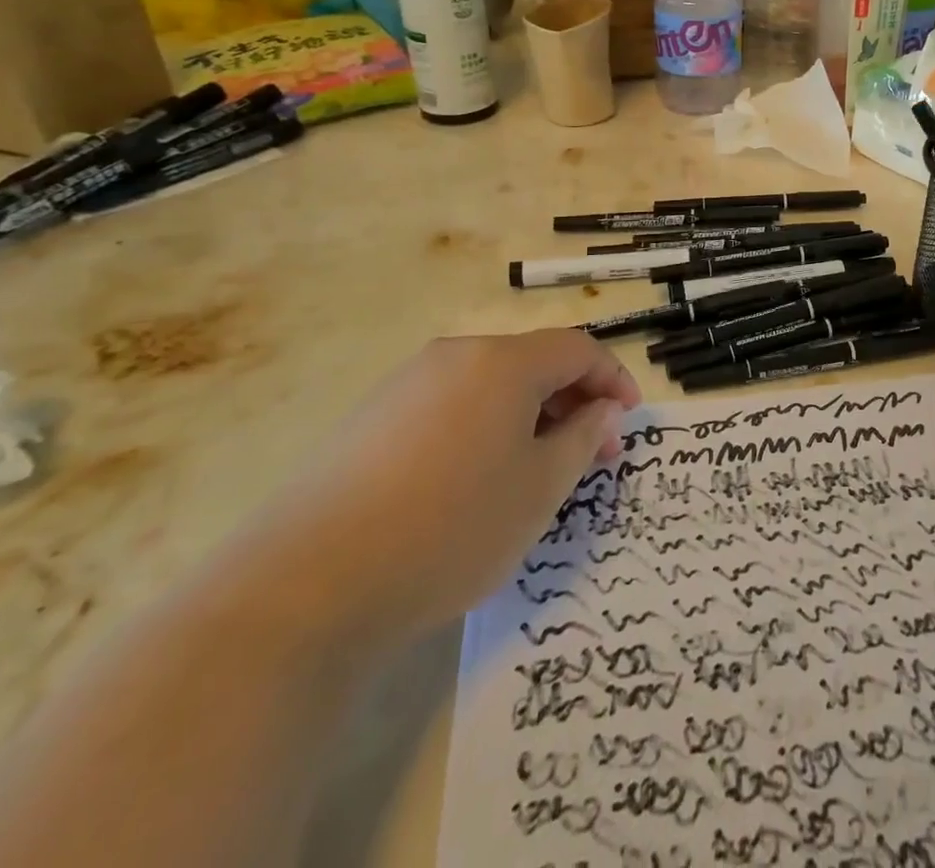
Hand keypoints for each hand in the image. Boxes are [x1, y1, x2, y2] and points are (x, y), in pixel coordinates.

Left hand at [243, 330, 638, 644]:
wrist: (304, 586)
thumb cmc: (450, 528)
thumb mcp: (539, 489)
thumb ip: (582, 439)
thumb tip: (600, 412)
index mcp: (503, 362)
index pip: (578, 348)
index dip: (613, 379)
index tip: (629, 420)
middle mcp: (456, 356)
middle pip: (534, 362)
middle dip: (574, 401)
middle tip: (593, 454)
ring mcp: (407, 384)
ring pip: (492, 385)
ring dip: (531, 416)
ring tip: (539, 470)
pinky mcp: (372, 418)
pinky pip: (451, 406)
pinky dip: (486, 428)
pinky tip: (477, 480)